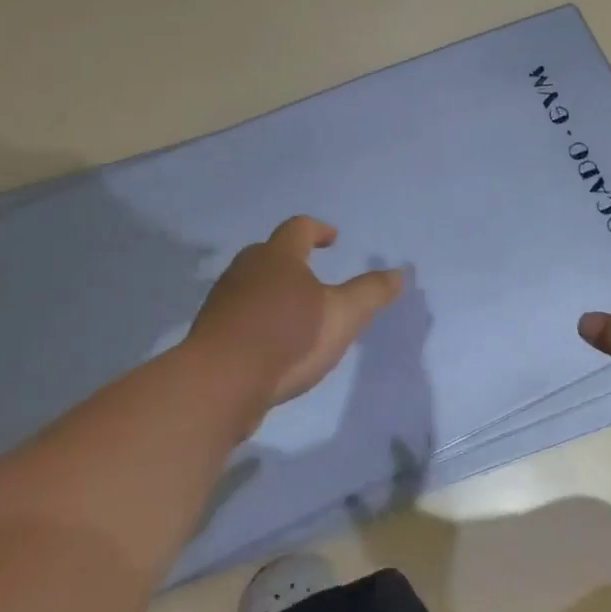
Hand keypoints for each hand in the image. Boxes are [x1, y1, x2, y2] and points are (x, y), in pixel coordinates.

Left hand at [189, 217, 402, 411]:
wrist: (220, 383)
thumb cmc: (288, 338)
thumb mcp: (343, 316)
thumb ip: (371, 293)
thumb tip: (398, 273)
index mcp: (279, 257)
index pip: (299, 228)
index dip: (319, 230)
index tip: (333, 239)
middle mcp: (246, 269)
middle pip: (270, 252)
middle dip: (293, 260)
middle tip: (314, 274)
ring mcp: (224, 299)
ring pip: (252, 283)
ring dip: (273, 289)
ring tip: (295, 311)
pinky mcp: (211, 331)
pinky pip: (239, 313)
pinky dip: (257, 317)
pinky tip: (271, 341)